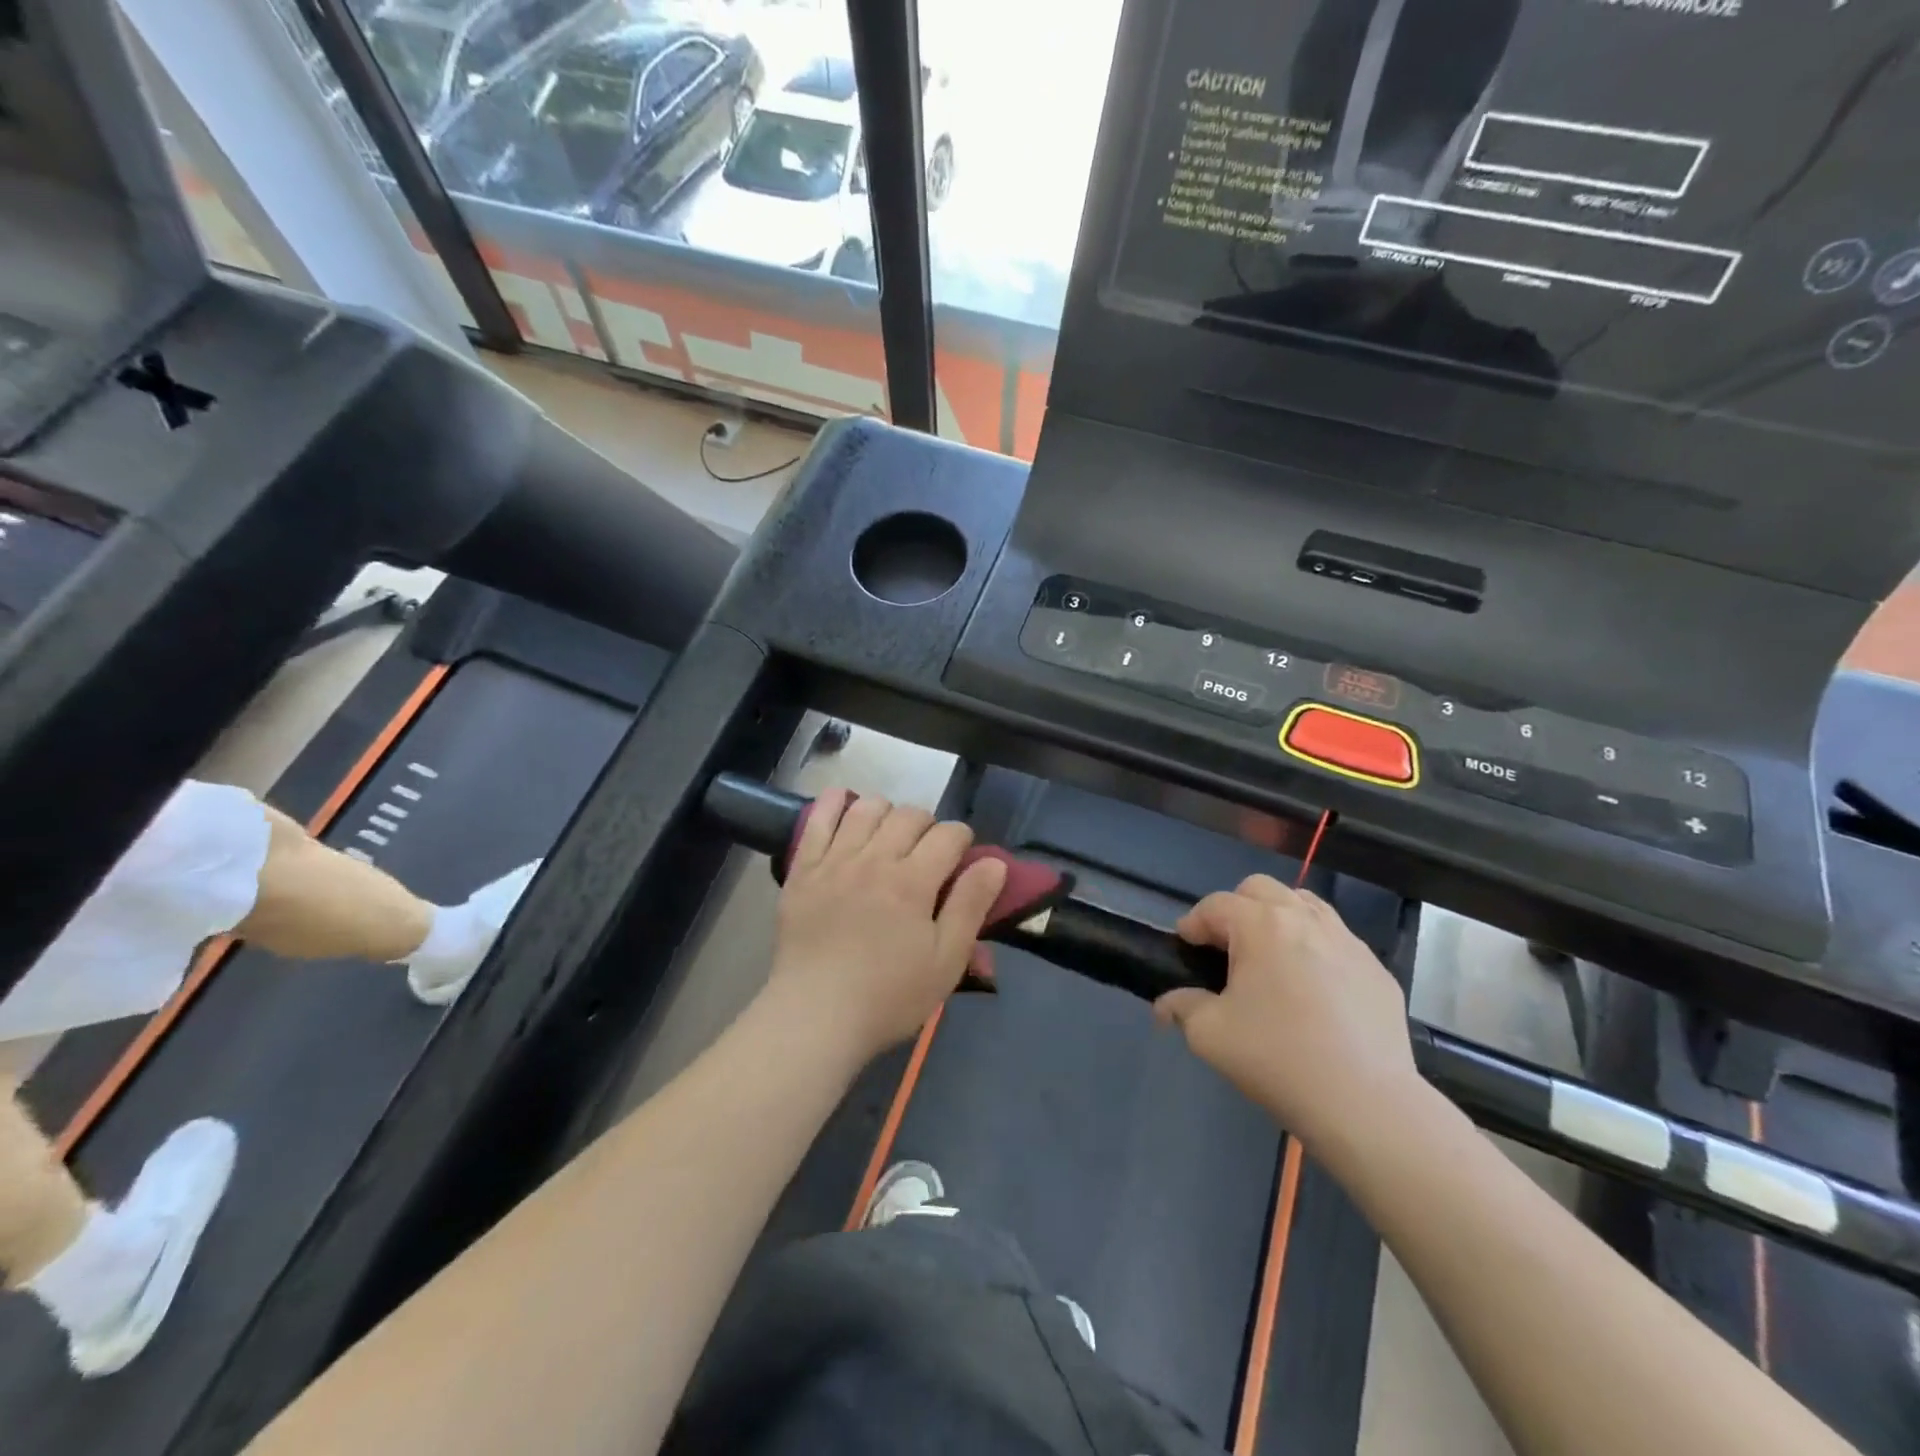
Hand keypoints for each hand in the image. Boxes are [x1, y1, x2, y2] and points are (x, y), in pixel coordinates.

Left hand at [770, 790, 1006, 1062]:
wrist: (814, 1017)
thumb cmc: (888, 996)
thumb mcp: (946, 961)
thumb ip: (971, 906)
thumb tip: (995, 863)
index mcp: (913, 881)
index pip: (948, 835)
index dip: (962, 840)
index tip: (962, 859)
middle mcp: (875, 858)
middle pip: (910, 815)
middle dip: (928, 826)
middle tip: (928, 854)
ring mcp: (835, 860)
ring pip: (867, 808)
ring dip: (888, 812)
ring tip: (889, 836)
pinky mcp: (803, 869)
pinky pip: (818, 818)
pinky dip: (835, 802)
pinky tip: (846, 805)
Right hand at [1156, 875, 1418, 1148]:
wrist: (1366, 1104)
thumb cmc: (1278, 1059)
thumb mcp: (1210, 1035)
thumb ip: (1182, 1008)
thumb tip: (1166, 1005)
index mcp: (1261, 926)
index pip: (1215, 905)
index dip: (1193, 923)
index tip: (1185, 947)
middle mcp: (1305, 920)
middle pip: (1260, 889)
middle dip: (1235, 909)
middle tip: (1227, 949)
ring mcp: (1348, 942)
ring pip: (1304, 905)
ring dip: (1278, 919)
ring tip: (1271, 959)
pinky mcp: (1377, 970)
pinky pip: (1338, 941)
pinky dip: (1316, 949)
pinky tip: (1314, 991)